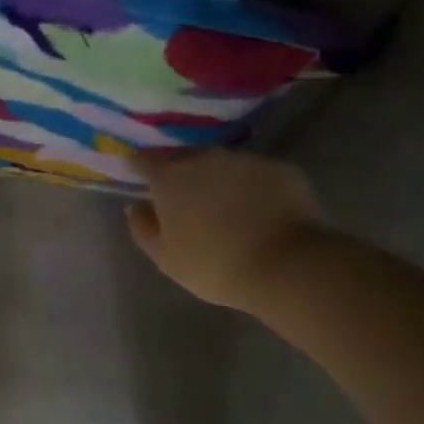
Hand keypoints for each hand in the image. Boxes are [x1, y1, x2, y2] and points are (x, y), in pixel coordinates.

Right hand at [125, 147, 325, 310]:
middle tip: (188, 201)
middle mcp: (206, 158)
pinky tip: (261, 213)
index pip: (145, 161)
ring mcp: (246, 160)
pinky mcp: (281, 169)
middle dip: (183, 176)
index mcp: (171, 178)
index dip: (139, 166)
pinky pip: (257, 175)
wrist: (286, 265)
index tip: (138, 174)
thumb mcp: (166, 258)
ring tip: (228, 209)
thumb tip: (137, 206)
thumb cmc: (214, 265)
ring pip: (224, 166)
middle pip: (186, 160)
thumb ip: (143, 228)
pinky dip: (254, 188)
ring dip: (220, 181)